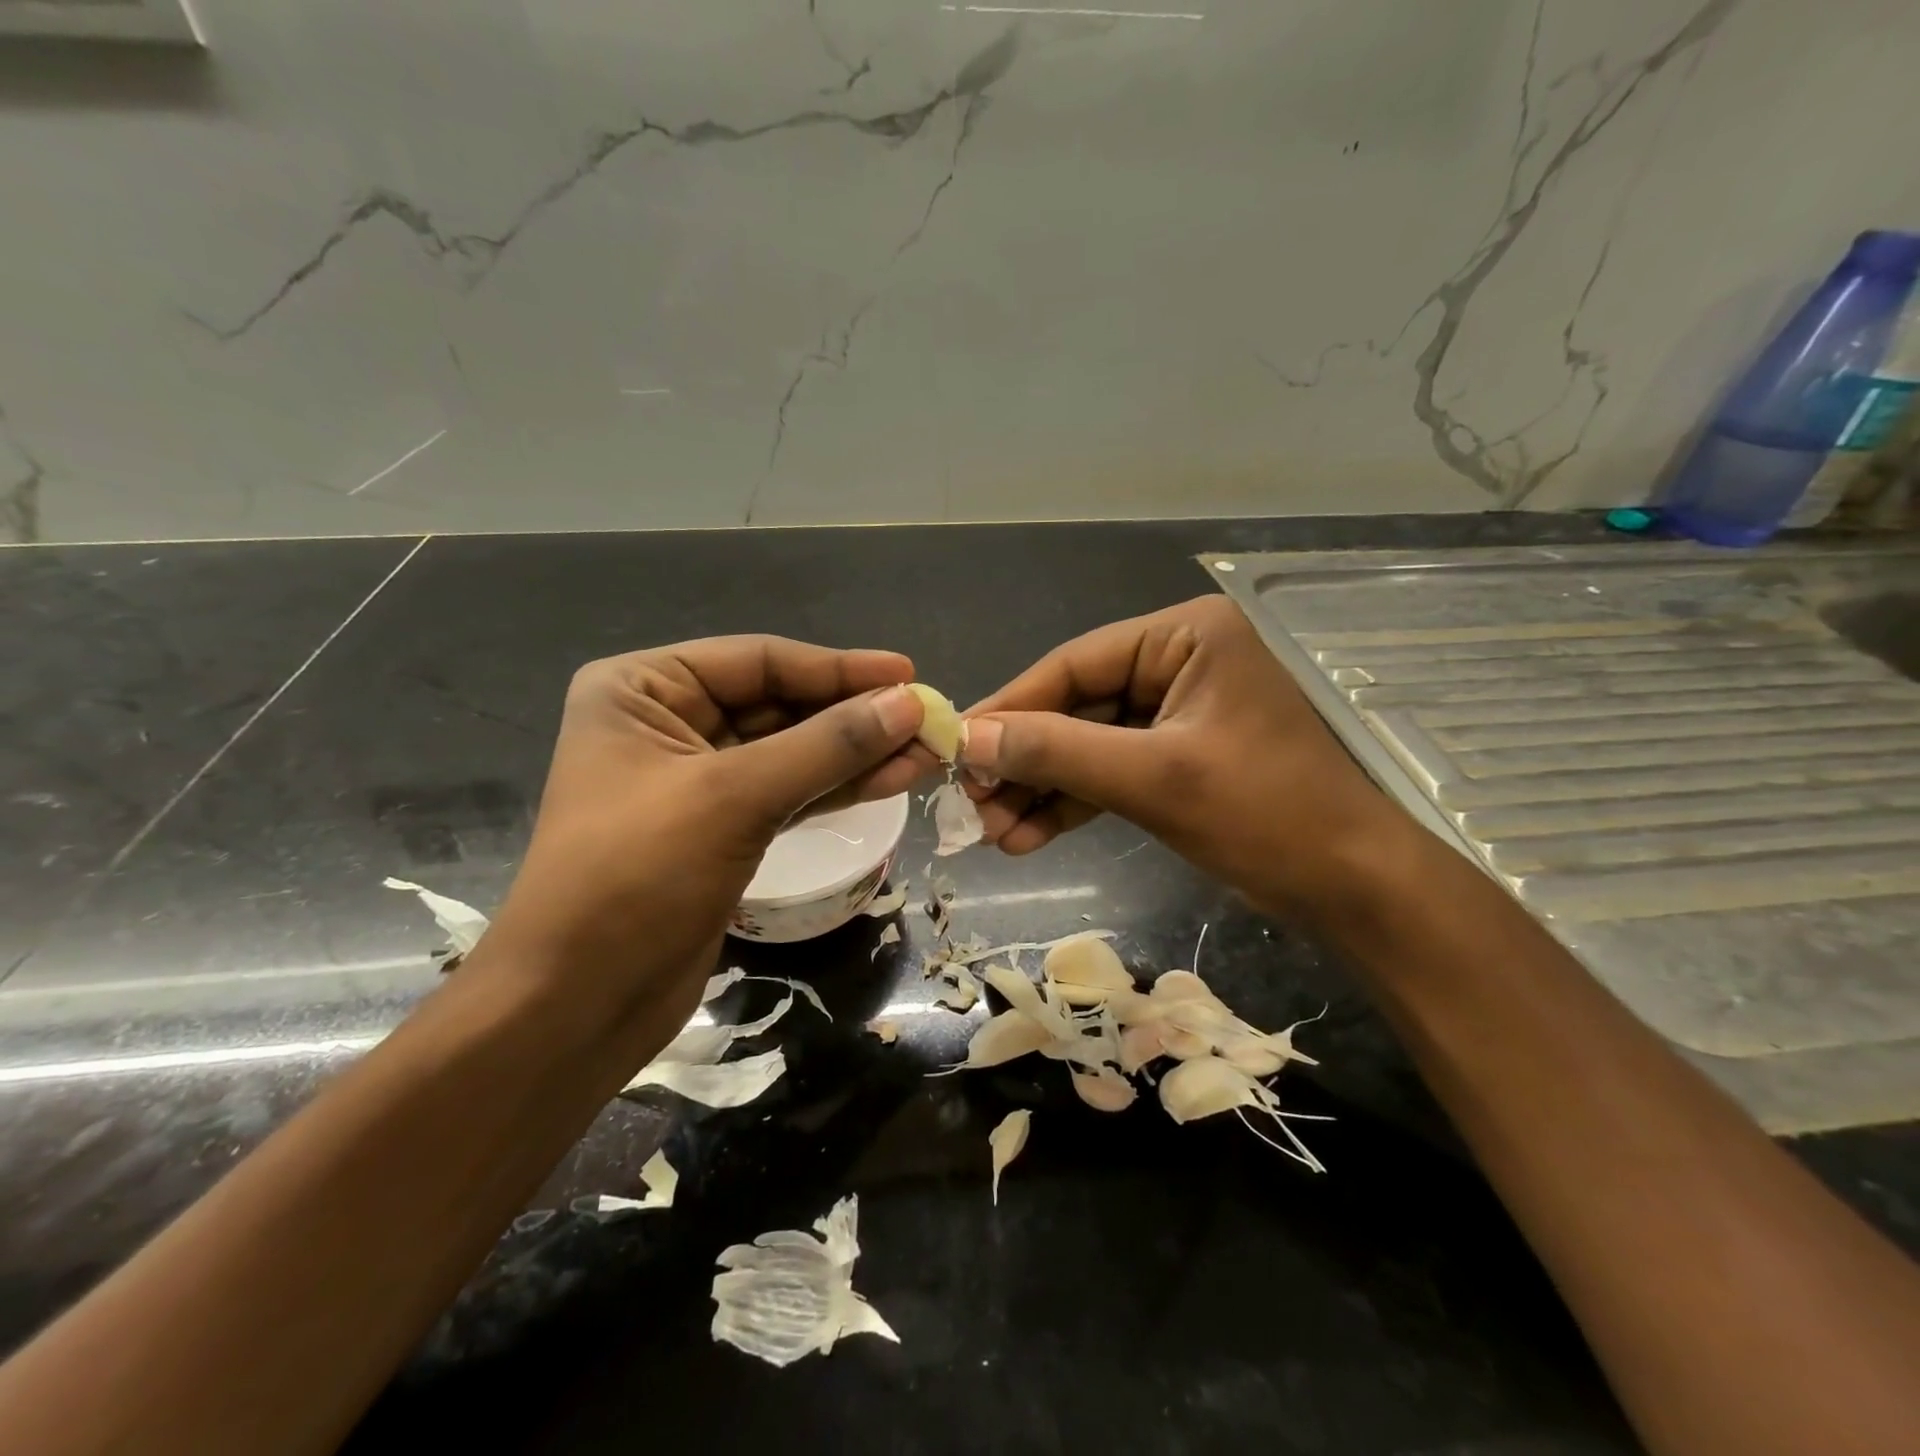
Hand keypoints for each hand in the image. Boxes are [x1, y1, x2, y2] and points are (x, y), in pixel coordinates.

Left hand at [480, 637, 924, 1033]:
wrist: (578, 1006)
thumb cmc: (635, 878)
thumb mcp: (735, 797)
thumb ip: (827, 745)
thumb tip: (908, 703)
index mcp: (643, 689)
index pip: (760, 661)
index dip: (839, 668)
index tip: (908, 675)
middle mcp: (669, 722)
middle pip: (781, 704)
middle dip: (855, 715)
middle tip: (928, 719)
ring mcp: (699, 779)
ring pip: (794, 752)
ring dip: (858, 753)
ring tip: (927, 751)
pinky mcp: (724, 828)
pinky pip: (792, 792)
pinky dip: (840, 787)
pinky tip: (893, 780)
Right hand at [959, 595, 1405, 915]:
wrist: (1353, 887)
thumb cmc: (1266, 814)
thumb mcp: (1153, 778)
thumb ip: (1058, 753)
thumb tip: (970, 739)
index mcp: (1186, 637)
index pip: (1074, 664)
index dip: (1011, 707)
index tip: (955, 746)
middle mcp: (1179, 662)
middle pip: (1076, 706)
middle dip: (1024, 761)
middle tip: (971, 804)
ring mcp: (1177, 713)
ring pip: (1087, 744)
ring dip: (1040, 789)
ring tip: (991, 834)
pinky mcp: (1177, 758)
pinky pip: (1110, 772)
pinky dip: (1072, 804)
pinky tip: (1027, 838)